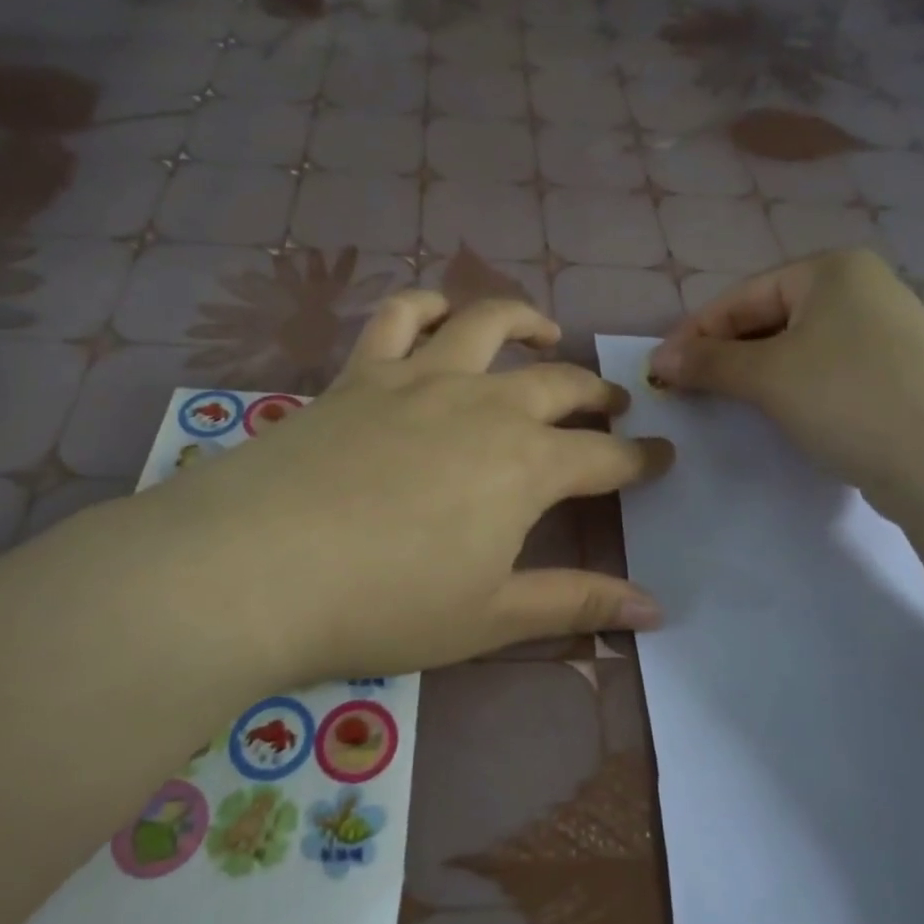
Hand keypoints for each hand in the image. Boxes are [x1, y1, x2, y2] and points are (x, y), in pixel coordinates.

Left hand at [126, 293, 672, 684]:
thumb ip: (577, 604)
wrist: (260, 567)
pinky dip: (427, 306)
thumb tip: (657, 608)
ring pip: (487, 324)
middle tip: (614, 405)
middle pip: (559, 384)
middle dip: (597, 393)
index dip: (642, 459)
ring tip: (545, 332)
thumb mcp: (491, 617)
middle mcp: (484, 405)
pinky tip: (440, 314)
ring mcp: (420, 378)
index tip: (664, 457)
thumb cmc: (385, 603)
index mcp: (526, 465)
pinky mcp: (361, 373)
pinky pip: (399, 316)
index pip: (607, 457)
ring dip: (526, 322)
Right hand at [648, 249, 923, 509]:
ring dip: (753, 374)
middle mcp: (859, 289)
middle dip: (723, 354)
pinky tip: (776, 414)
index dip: (694, 333)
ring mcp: (882, 332)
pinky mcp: (894, 373)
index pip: (740, 297)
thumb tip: (658, 359)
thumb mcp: (767, 375)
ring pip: (795, 348)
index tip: (659, 371)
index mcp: (830, 270)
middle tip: (685, 389)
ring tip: (723, 403)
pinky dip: (791, 389)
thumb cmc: (849, 396)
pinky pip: (823, 371)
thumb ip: (708, 361)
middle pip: (767, 319)